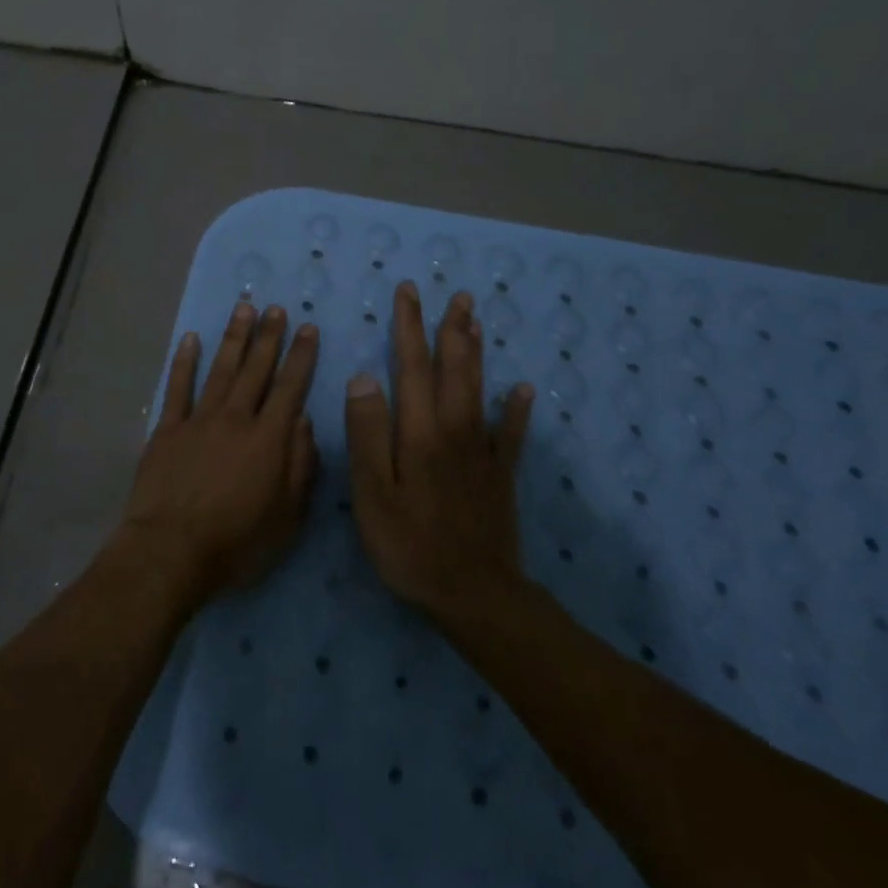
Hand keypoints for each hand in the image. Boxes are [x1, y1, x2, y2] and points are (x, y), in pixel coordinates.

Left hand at [120, 302, 319, 598]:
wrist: (171, 549)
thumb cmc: (236, 541)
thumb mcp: (287, 516)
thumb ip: (301, 466)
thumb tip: (306, 423)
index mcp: (268, 439)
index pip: (290, 388)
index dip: (301, 357)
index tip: (309, 329)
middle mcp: (236, 419)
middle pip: (256, 370)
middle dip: (268, 337)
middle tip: (275, 308)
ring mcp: (199, 420)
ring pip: (221, 369)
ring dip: (233, 338)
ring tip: (243, 308)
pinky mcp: (168, 429)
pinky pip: (178, 387)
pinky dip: (184, 362)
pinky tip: (190, 339)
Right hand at [345, 283, 534, 621]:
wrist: (473, 595)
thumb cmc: (409, 544)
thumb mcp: (373, 493)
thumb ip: (368, 433)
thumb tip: (364, 377)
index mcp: (419, 431)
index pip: (411, 366)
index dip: (408, 327)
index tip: (408, 292)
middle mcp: (454, 429)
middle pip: (452, 369)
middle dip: (449, 329)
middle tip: (454, 295)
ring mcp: (481, 451)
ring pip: (478, 389)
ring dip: (476, 352)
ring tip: (476, 321)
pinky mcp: (499, 475)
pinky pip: (510, 434)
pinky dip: (516, 409)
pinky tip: (523, 389)